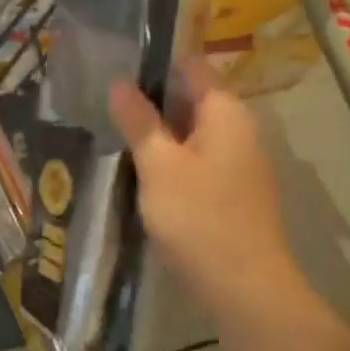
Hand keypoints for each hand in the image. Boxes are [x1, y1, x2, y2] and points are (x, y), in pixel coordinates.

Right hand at [108, 63, 300, 313]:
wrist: (245, 288)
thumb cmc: (199, 216)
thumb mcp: (158, 164)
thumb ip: (138, 120)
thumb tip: (119, 82)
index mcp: (225, 112)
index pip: (191, 66)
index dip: (155, 62)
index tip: (116, 65)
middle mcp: (238, 129)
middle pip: (190, 98)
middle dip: (150, 98)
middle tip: (104, 100)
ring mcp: (238, 162)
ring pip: (191, 131)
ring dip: (157, 131)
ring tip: (113, 130)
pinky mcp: (231, 190)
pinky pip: (196, 159)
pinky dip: (170, 157)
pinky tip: (139, 169)